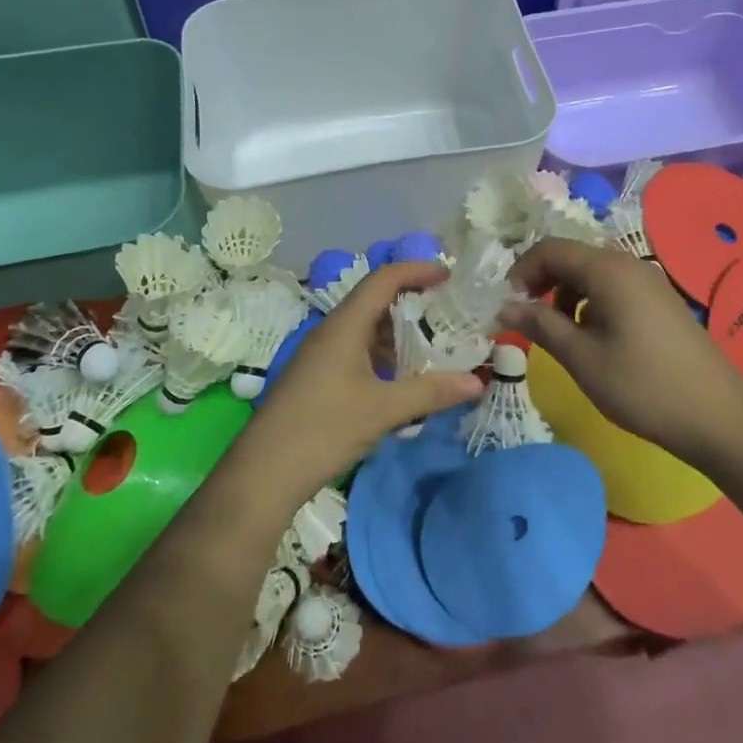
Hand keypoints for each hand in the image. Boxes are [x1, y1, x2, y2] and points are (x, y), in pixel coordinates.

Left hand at [232, 261, 484, 509]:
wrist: (264, 472)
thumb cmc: (324, 428)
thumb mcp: (383, 410)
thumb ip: (431, 392)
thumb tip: (479, 381)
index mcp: (345, 325)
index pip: (383, 279)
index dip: (416, 270)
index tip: (448, 275)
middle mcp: (331, 331)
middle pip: (374, 300)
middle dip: (412, 302)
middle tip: (448, 312)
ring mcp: (321, 354)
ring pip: (365, 329)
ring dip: (398, 333)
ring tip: (434, 346)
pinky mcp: (317, 377)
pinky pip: (356, 351)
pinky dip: (383, 355)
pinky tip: (401, 379)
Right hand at [500, 238, 742, 465]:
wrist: (718, 417)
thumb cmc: (642, 386)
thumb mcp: (581, 358)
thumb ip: (540, 325)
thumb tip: (504, 305)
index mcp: (607, 270)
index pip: (550, 249)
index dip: (521, 272)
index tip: (508, 306)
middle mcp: (629, 263)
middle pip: (572, 256)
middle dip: (543, 282)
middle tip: (528, 320)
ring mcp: (650, 281)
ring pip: (593, 272)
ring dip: (567, 294)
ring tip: (560, 333)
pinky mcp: (661, 301)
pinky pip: (615, 287)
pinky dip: (592, 302)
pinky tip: (595, 338)